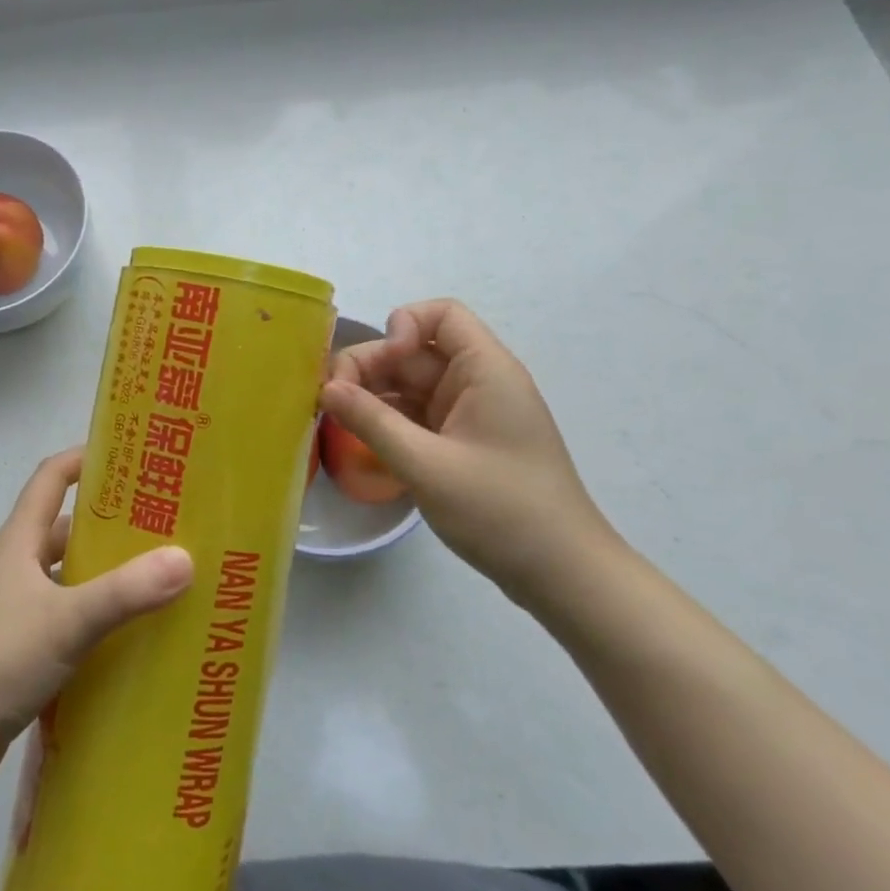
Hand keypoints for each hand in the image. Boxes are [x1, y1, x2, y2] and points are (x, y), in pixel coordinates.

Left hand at [0, 448, 192, 783]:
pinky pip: (65, 611)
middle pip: (64, 524)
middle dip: (109, 519)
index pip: (51, 477)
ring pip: (67, 571)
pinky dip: (94, 611)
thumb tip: (185, 558)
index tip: (130, 455)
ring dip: (103, 569)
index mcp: (20, 540)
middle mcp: (17, 564)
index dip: (85, 458)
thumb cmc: (1, 658)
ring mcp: (16, 605)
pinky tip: (127, 630)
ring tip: (155, 574)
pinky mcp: (20, 643)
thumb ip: (126, 591)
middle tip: (161, 522)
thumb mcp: (69, 620)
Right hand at [321, 299, 620, 604]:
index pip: (441, 315)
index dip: (402, 327)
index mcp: (485, 371)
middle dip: (371, 367)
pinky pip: (417, 415)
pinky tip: (360, 440)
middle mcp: (478, 383)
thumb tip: (326, 388)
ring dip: (373, 396)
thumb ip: (372, 422)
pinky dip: (387, 421)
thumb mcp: (427, 465)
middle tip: (332, 401)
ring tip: (336, 421)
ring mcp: (470, 414)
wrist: (562, 575)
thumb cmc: (501, 511)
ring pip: (411, 385)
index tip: (377, 366)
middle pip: (415, 352)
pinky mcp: (462, 443)